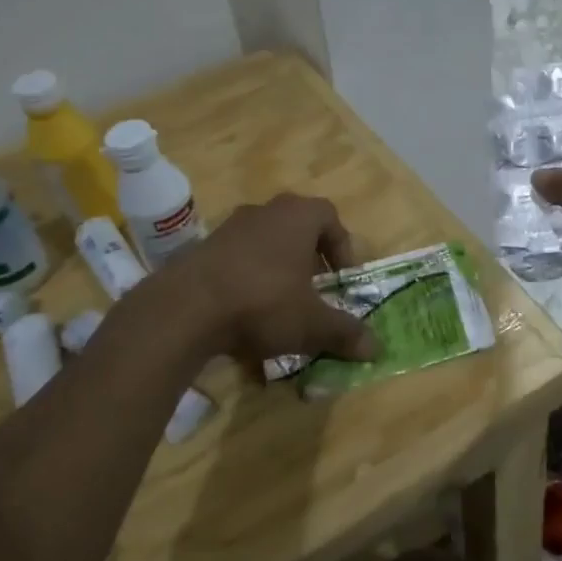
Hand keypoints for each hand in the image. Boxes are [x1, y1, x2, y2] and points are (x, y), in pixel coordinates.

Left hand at [173, 194, 379, 363]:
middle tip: (316, 289)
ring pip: (266, 241)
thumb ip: (345, 332)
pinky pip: (238, 257)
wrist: (185, 309)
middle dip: (311, 257)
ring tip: (282, 303)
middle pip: (297, 226)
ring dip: (279, 267)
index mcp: (298, 216)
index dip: (342, 247)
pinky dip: (249, 277)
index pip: (330, 217)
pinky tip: (246, 311)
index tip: (341, 279)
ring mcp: (230, 226)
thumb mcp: (312, 323)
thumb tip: (376, 349)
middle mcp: (265, 211)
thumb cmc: (263, 303)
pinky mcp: (202, 247)